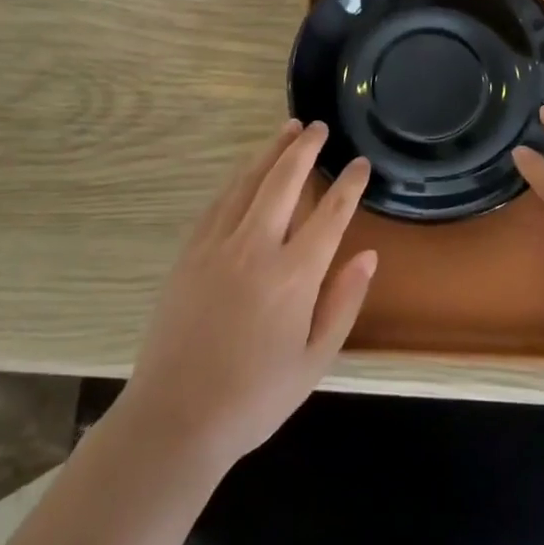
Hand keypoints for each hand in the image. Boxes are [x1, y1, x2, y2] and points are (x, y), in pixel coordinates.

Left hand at [121, 119, 376, 472]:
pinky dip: (237, 179)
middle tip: (319, 126)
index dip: (348, 184)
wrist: (175, 417)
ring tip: (287, 129)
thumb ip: (344, 302)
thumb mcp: (314, 360)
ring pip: (248, 182)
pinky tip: (246, 171)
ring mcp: (218, 246)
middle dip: (305, 148)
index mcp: (294, 275)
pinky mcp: (190, 252)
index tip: (359, 163)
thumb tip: (368, 255)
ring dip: (270, 152)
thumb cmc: (254, 397)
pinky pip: (218, 202)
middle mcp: (257, 248)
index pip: (330, 214)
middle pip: (285, 181)